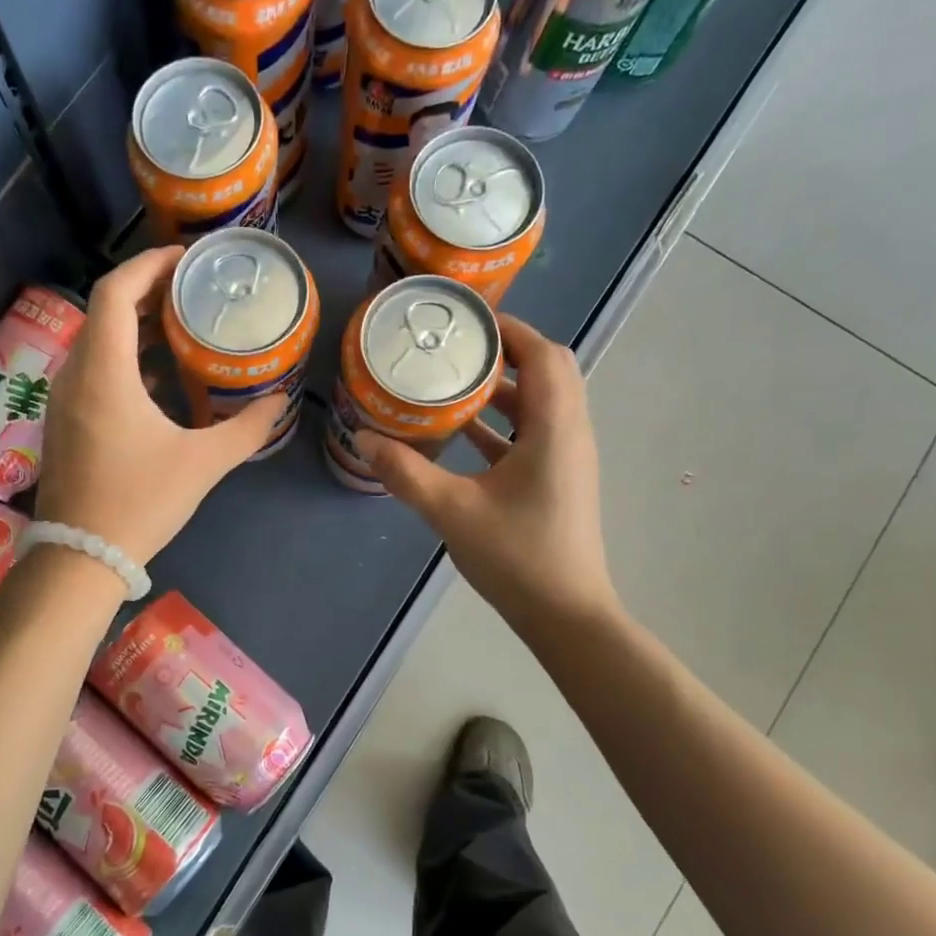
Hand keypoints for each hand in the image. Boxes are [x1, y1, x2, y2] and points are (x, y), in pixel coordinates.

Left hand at [34, 246, 276, 565]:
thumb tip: (279, 401)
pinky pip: (91, 370)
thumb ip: (246, 429)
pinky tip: (158, 381)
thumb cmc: (141, 503)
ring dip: (135, 328)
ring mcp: (63, 399)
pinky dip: (124, 359)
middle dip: (146, 292)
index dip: (148, 265)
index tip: (184, 259)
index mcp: (104, 373)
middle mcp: (75, 375)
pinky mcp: (63, 421)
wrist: (81, 557)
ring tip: (180, 329)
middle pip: (105, 311)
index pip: (115, 292)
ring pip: (96, 342)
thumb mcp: (203, 464)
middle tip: (190, 291)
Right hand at [358, 314, 619, 632]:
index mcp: (554, 429)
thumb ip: (407, 473)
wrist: (566, 615)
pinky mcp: (558, 479)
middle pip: (549, 371)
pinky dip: (503, 421)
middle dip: (507, 352)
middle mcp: (570, 433)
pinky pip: (534, 431)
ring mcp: (567, 458)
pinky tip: (462, 432)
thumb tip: (365, 438)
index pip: (544, 355)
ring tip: (454, 379)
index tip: (467, 320)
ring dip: (504, 386)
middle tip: (458, 347)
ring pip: (542, 402)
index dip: (510, 329)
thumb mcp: (452, 512)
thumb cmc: (517, 557)